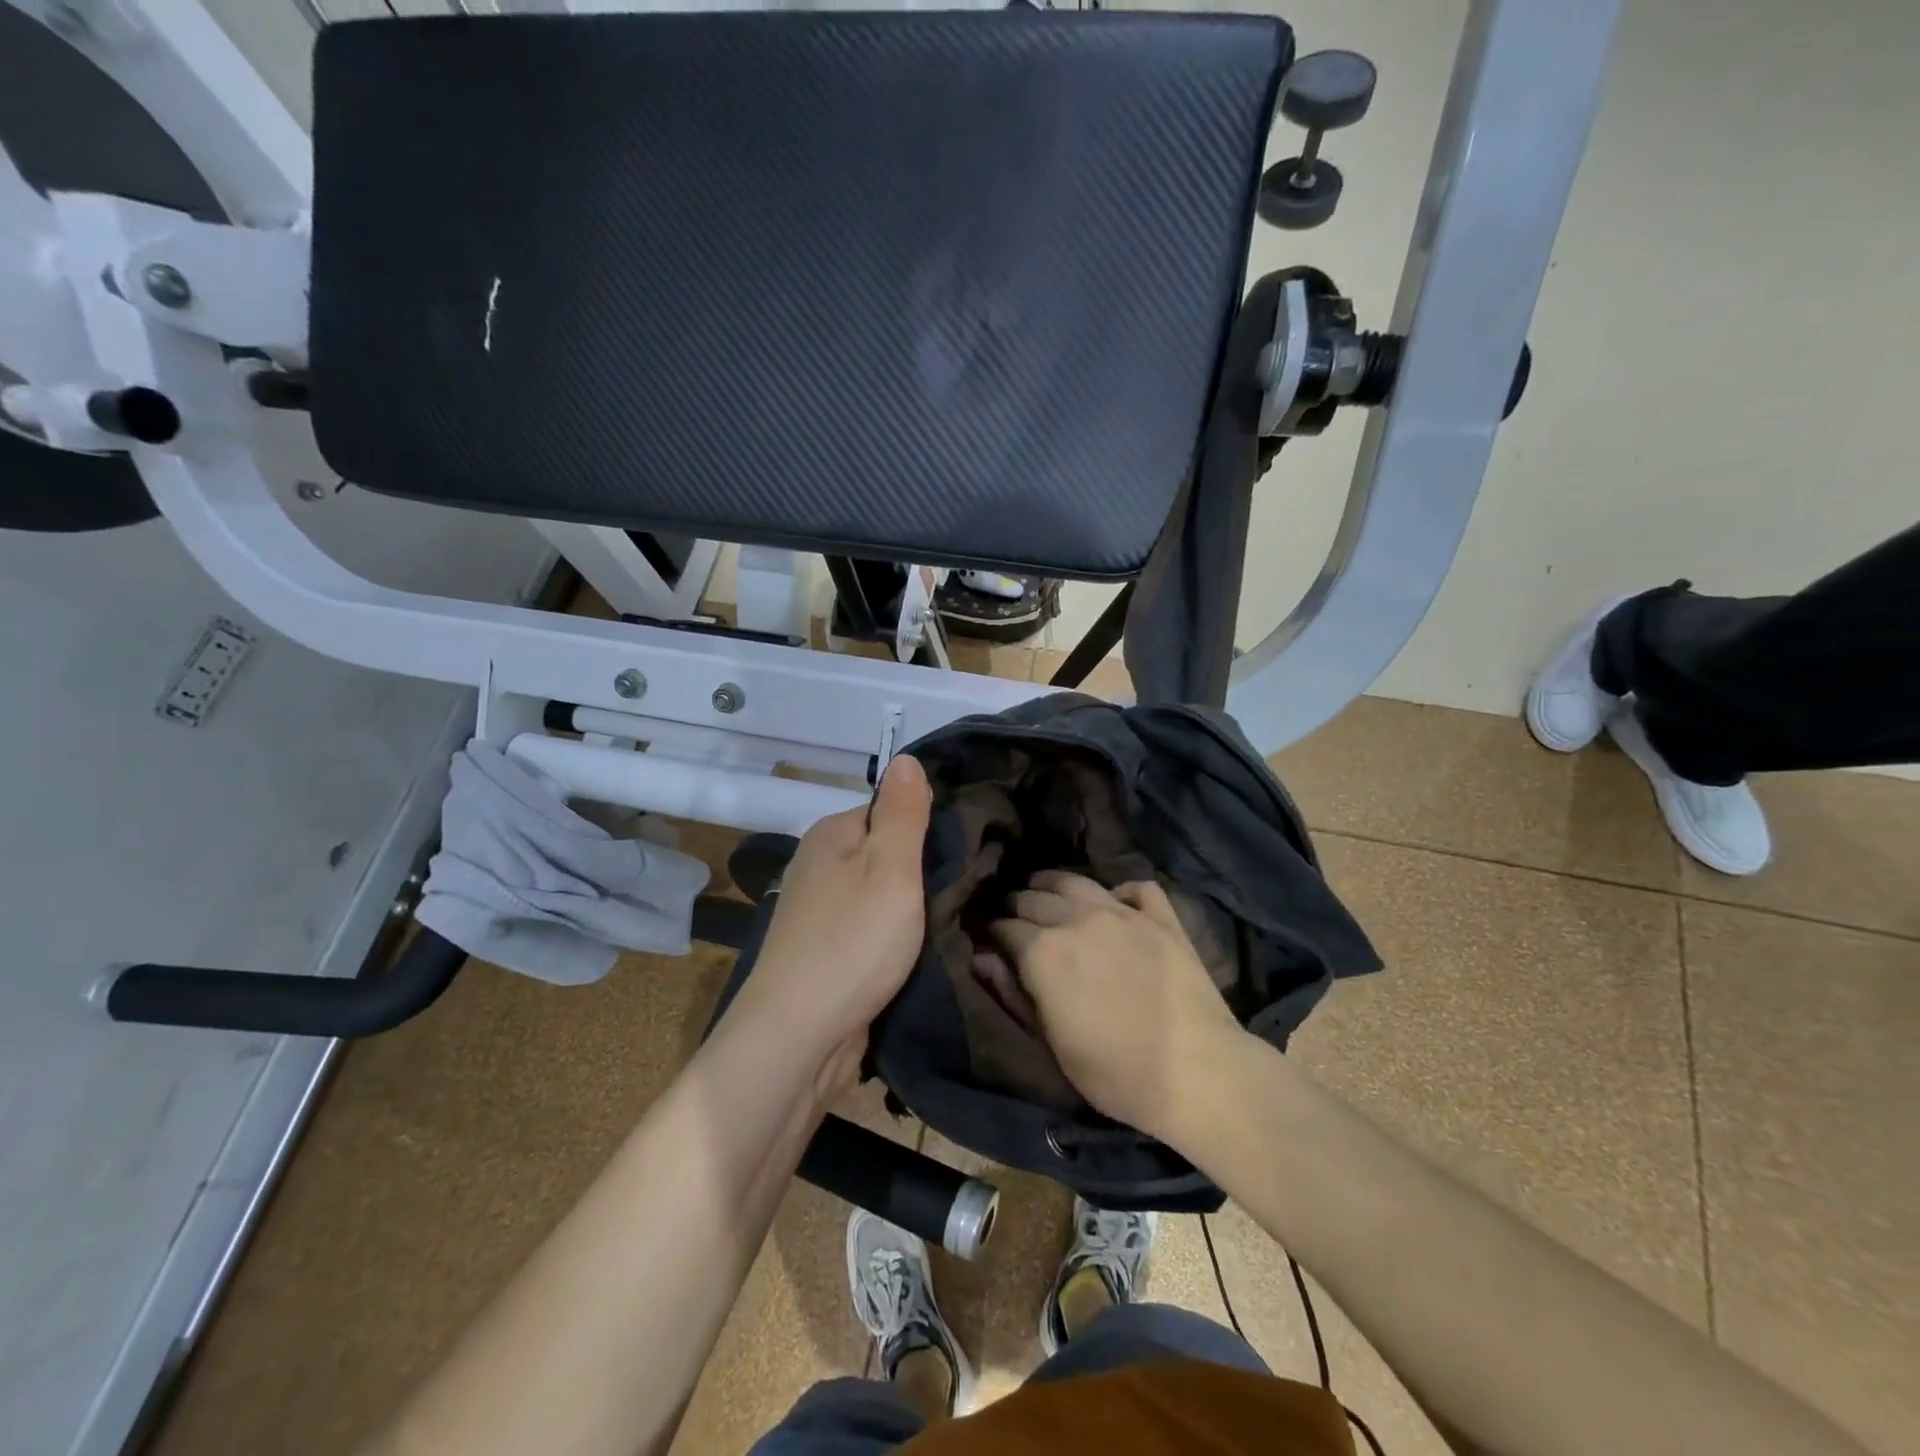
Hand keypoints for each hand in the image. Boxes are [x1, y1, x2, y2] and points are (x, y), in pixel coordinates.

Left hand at [731, 755, 932, 1061]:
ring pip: (877, 894)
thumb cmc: (852, 943)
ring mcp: (816, 911)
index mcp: (831, 834)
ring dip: (908, 909)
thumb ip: (903, 813)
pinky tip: (915, 951)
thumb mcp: (891, 868)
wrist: (798, 1037)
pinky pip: (867, 929)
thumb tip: (905, 758)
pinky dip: (890, 938)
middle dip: (920, 871)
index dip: (926, 828)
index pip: (889, 810)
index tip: (962, 853)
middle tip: (964, 889)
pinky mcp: (822, 951)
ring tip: (947, 921)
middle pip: (883, 852)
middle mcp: (818, 865)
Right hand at [988, 871, 1242, 1141]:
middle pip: (1033, 897)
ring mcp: (1123, 913)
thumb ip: (1012, 992)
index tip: (986, 938)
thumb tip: (980, 956)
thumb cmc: (1114, 1072)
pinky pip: (1136, 887)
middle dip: (1015, 905)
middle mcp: (1077, 919)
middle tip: (1011, 917)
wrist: (1197, 1074)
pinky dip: (1119, 891)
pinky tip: (1114, 904)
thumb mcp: (1051, 1042)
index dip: (990, 931)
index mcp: (1044, 951)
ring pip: (1076, 881)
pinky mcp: (1161, 918)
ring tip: (1045, 891)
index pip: (1003, 927)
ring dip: (1052, 884)